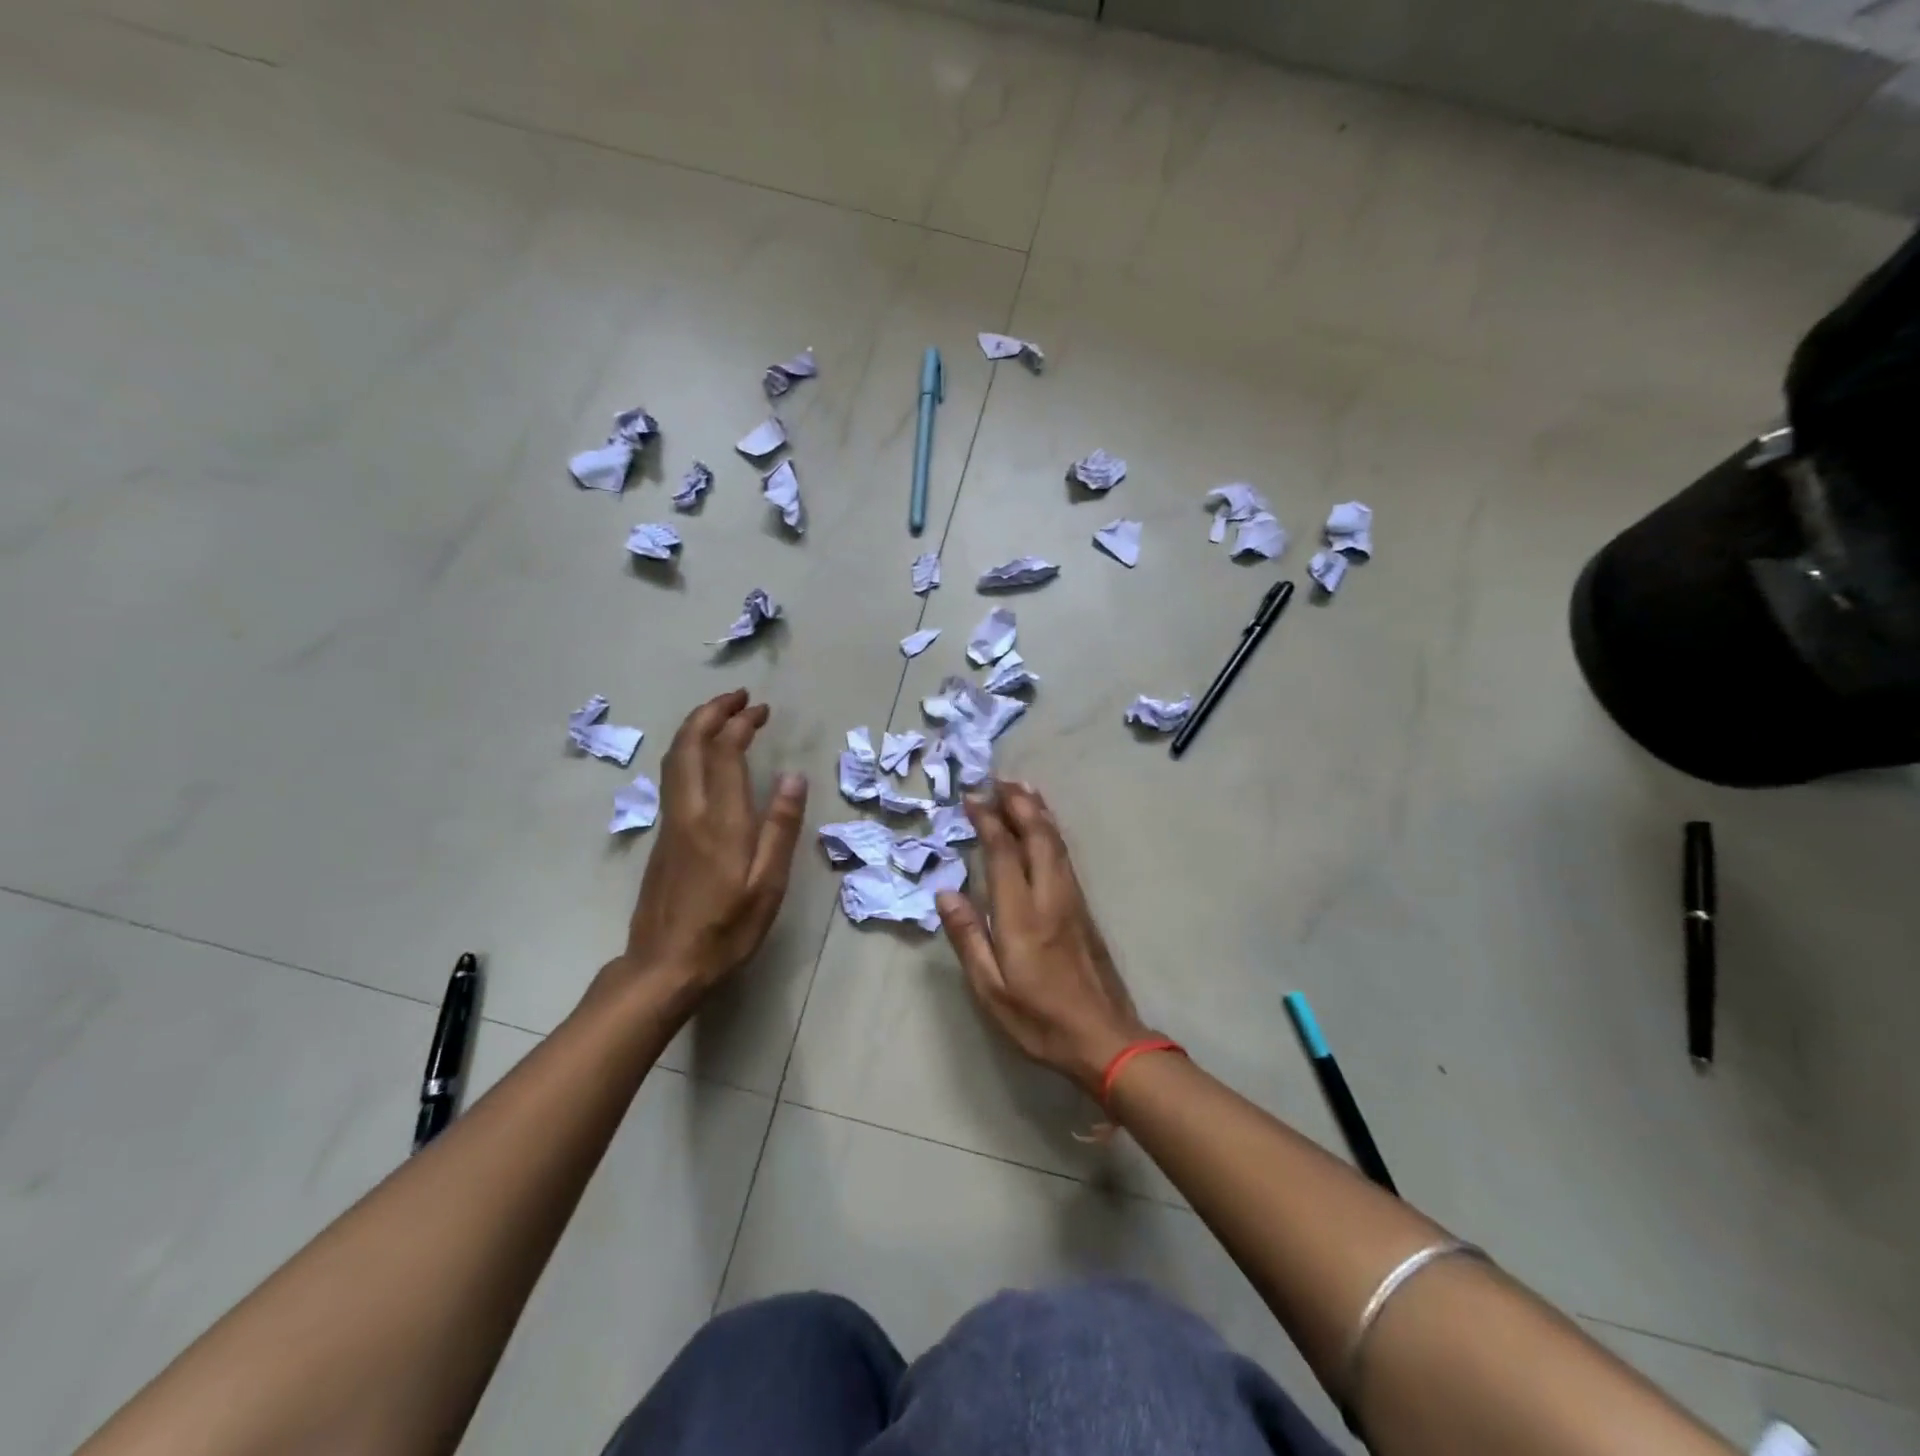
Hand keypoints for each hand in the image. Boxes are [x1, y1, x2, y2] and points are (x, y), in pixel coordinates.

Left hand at [599, 690, 806, 1015]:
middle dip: (711, 713)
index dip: (740, 724)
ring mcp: (670, 823)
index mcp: (719, 821)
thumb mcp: (767, 885)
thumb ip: (780, 828)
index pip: (724, 754)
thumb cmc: (725, 930)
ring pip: (674, 759)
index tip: (760, 710)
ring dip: (696, 728)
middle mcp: (689, 812)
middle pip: (689, 745)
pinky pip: (671, 776)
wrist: (663, 967)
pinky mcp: (662, 838)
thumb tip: (794, 778)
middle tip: (738, 697)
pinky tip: (703, 758)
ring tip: (721, 715)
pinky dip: (688, 751)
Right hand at [936, 781, 1156, 1097]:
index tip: (972, 797)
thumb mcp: (991, 989)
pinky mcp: (1085, 909)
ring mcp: (1073, 900)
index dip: (988, 821)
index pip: (1004, 853)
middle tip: (997, 779)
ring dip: (1038, 812)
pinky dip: (1051, 832)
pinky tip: (1045, 829)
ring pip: (1056, 842)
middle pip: (1037, 836)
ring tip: (1021, 789)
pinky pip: (1065, 857)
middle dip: (1018, 803)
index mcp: (1022, 915)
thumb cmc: (1039, 1019)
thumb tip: (946, 893)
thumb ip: (969, 938)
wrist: (1105, 1039)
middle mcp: (1051, 897)